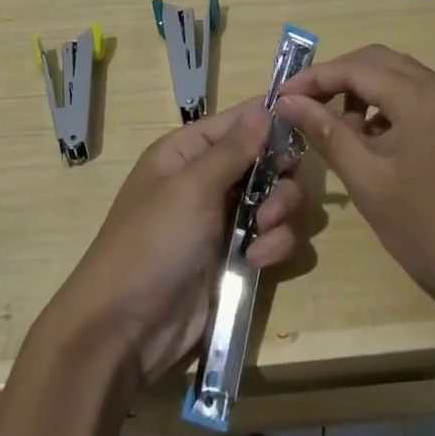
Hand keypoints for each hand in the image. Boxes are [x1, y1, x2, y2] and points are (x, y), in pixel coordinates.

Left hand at [43, 99, 306, 386]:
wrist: (126, 330)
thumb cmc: (152, 244)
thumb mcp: (191, 188)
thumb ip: (234, 149)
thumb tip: (265, 105)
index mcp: (188, 151)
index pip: (240, 121)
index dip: (273, 122)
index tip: (308, 127)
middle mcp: (210, 179)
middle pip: (269, 161)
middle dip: (281, 181)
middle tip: (271, 206)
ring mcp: (225, 219)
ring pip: (279, 201)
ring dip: (280, 218)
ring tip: (261, 240)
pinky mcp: (238, 257)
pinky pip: (275, 238)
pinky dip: (274, 247)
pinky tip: (256, 263)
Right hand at [275, 45, 434, 328]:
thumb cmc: (432, 233)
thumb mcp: (369, 182)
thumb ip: (326, 133)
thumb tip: (287, 101)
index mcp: (422, 97)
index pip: (356, 68)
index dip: (313, 79)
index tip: (280, 98)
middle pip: (381, 63)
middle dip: (339, 78)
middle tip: (306, 107)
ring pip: (403, 80)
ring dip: (366, 93)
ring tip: (340, 130)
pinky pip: (423, 102)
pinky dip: (392, 110)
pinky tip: (378, 145)